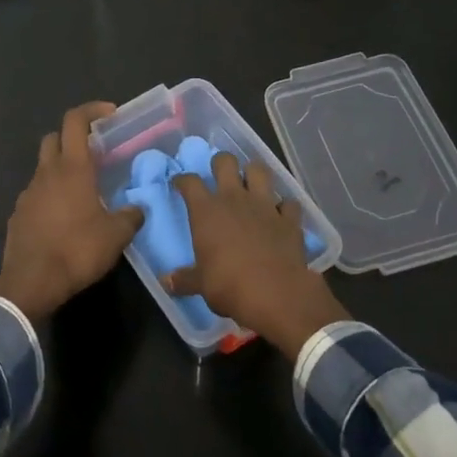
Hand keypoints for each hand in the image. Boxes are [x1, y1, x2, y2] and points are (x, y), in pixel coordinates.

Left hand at [0, 103, 144, 321]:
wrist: (31, 283)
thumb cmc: (77, 251)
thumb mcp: (116, 235)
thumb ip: (131, 216)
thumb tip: (137, 210)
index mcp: (72, 169)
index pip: (75, 121)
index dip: (91, 110)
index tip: (109, 114)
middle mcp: (46, 174)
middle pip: (54, 139)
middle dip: (72, 138)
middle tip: (94, 154)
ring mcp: (27, 194)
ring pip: (44, 169)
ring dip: (61, 171)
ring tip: (83, 193)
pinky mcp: (17, 215)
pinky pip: (36, 196)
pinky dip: (50, 197)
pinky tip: (64, 220)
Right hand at [167, 152, 348, 361]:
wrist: (276, 294)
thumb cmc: (229, 286)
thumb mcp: (201, 285)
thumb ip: (185, 279)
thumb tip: (166, 282)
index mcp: (206, 211)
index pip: (189, 183)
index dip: (183, 180)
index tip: (180, 184)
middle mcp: (235, 199)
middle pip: (226, 162)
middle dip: (220, 163)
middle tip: (218, 175)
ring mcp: (265, 205)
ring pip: (260, 171)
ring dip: (254, 174)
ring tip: (251, 185)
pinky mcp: (290, 219)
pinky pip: (289, 203)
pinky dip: (285, 206)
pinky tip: (281, 214)